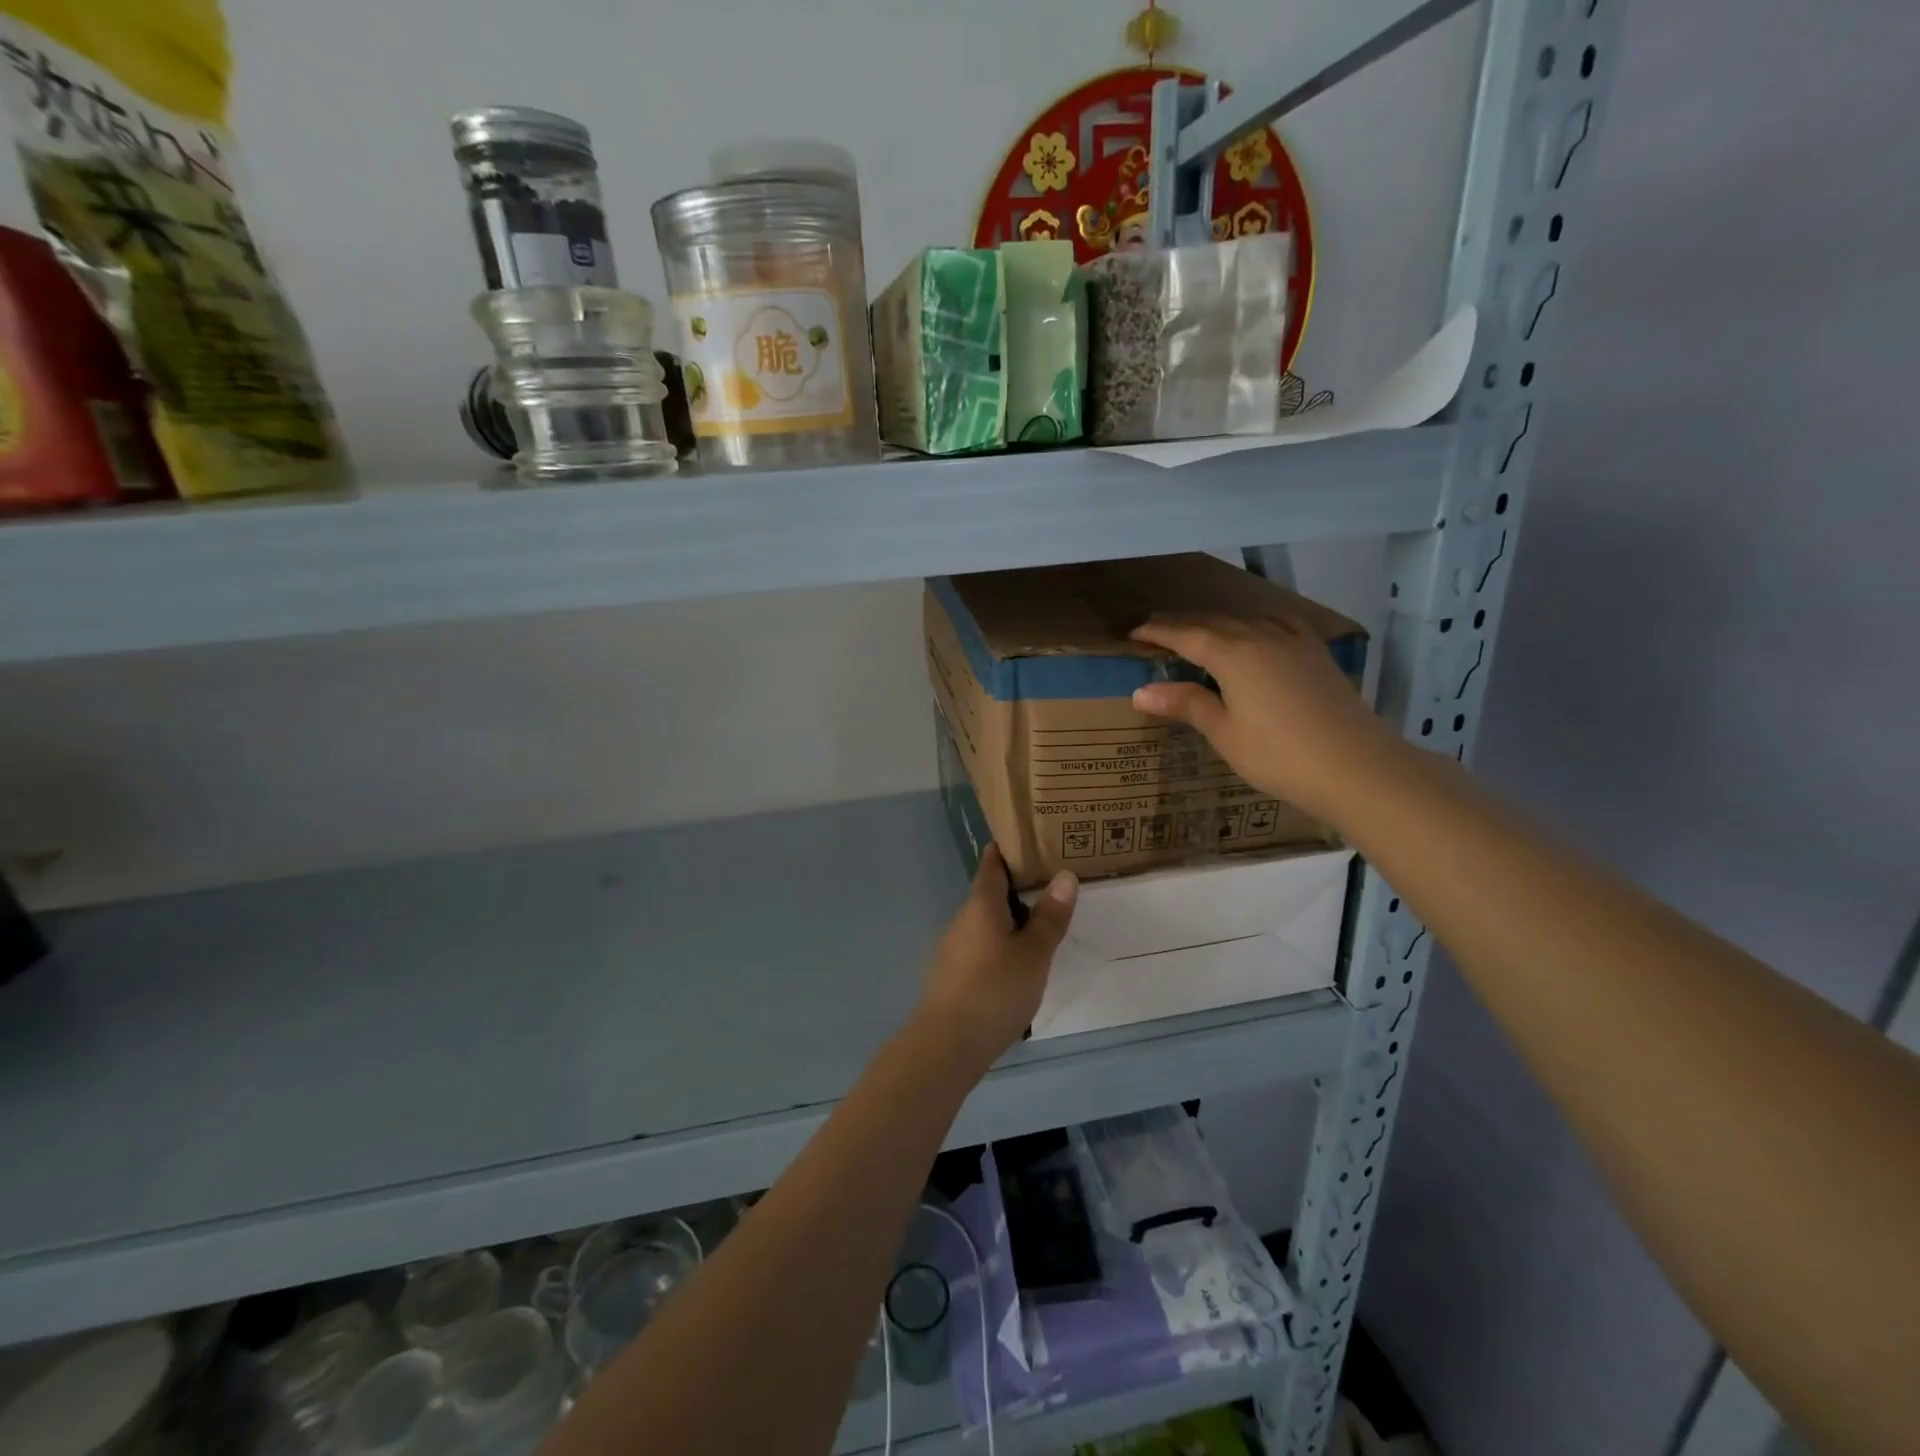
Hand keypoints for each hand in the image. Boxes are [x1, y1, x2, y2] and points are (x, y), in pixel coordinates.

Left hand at [915, 844, 1076, 1070]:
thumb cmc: (995, 990)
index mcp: (980, 905)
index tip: (1026, 840)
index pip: (991, 865)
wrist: (946, 1045)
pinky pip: (979, 948)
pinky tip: (1016, 965)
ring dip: (1008, 921)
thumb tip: (1064, 874)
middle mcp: (961, 920)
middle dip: (1015, 889)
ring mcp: (952, 949)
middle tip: (1050, 885)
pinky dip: (998, 946)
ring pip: (984, 924)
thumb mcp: (1033, 953)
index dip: (1006, 851)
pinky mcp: (951, 977)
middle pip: (988, 895)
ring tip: (1040, 926)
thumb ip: (1049, 916)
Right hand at [1129, 612, 1398, 822]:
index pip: (1186, 635)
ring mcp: (1295, 643)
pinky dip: (1259, 623)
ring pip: (1248, 620)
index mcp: (1233, 655)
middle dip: (1183, 623)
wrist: (1356, 766)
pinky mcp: (1318, 655)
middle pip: (1215, 622)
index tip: (1134, 632)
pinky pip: (1281, 625)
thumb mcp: (1224, 733)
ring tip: (1201, 630)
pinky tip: (1261, 631)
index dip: (1158, 632)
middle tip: (1158, 629)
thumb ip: (1186, 705)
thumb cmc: (1279, 755)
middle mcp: (1262, 638)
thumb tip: (1140, 691)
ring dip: (1219, 621)